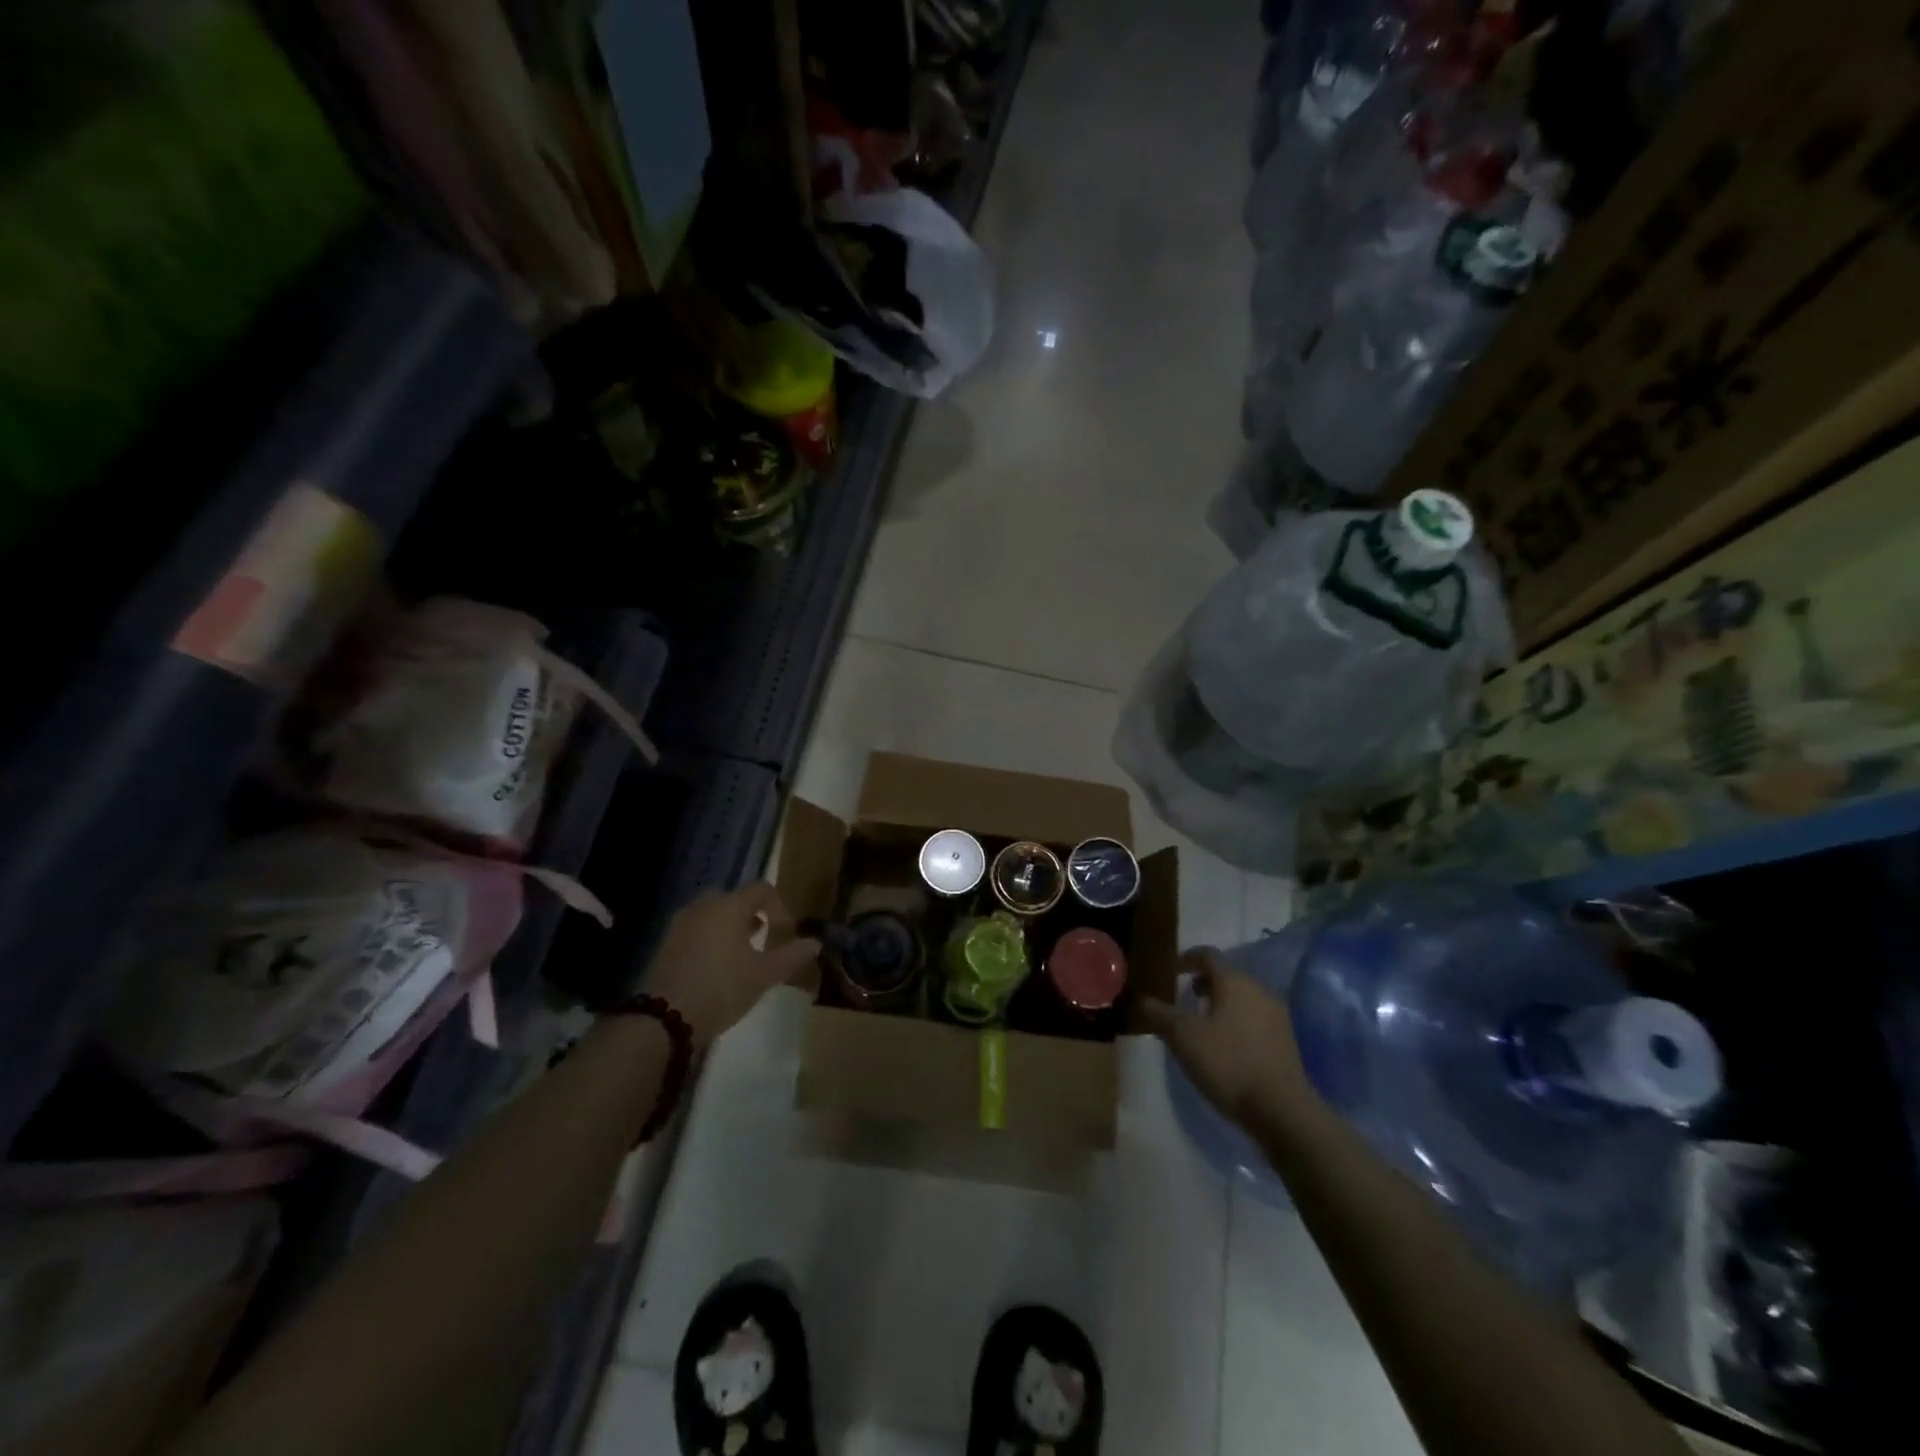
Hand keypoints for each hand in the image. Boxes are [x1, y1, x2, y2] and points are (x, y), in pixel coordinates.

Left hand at [644, 883, 820, 1045]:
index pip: (762, 889)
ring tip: (741, 955)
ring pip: (713, 913)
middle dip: (753, 915)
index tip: (785, 933)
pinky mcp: (666, 942)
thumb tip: (815, 943)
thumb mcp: (763, 975)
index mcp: (730, 906)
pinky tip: (716, 966)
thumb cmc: (721, 989)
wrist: (664, 1018)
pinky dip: (711, 937)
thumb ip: (791, 956)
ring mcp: (681, 923)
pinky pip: (696, 928)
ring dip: (731, 926)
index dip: (780, 907)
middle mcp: (704, 906)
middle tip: (763, 940)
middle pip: (735, 898)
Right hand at [1142, 949, 1317, 1128]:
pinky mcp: (1286, 1042)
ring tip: (1203, 1022)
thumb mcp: (1184, 1038)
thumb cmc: (1228, 1063)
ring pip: (1243, 998)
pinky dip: (1237, 1021)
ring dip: (1222, 1003)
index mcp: (1234, 982)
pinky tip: (1226, 1044)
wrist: (1282, 1111)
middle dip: (1206, 982)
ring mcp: (1277, 1016)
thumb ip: (1162, 1015)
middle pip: (1228, 976)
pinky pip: (1255, 1019)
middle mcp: (1259, 991)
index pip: (1208, 955)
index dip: (1188, 958)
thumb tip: (1145, 1001)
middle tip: (1186, 995)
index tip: (1174, 968)